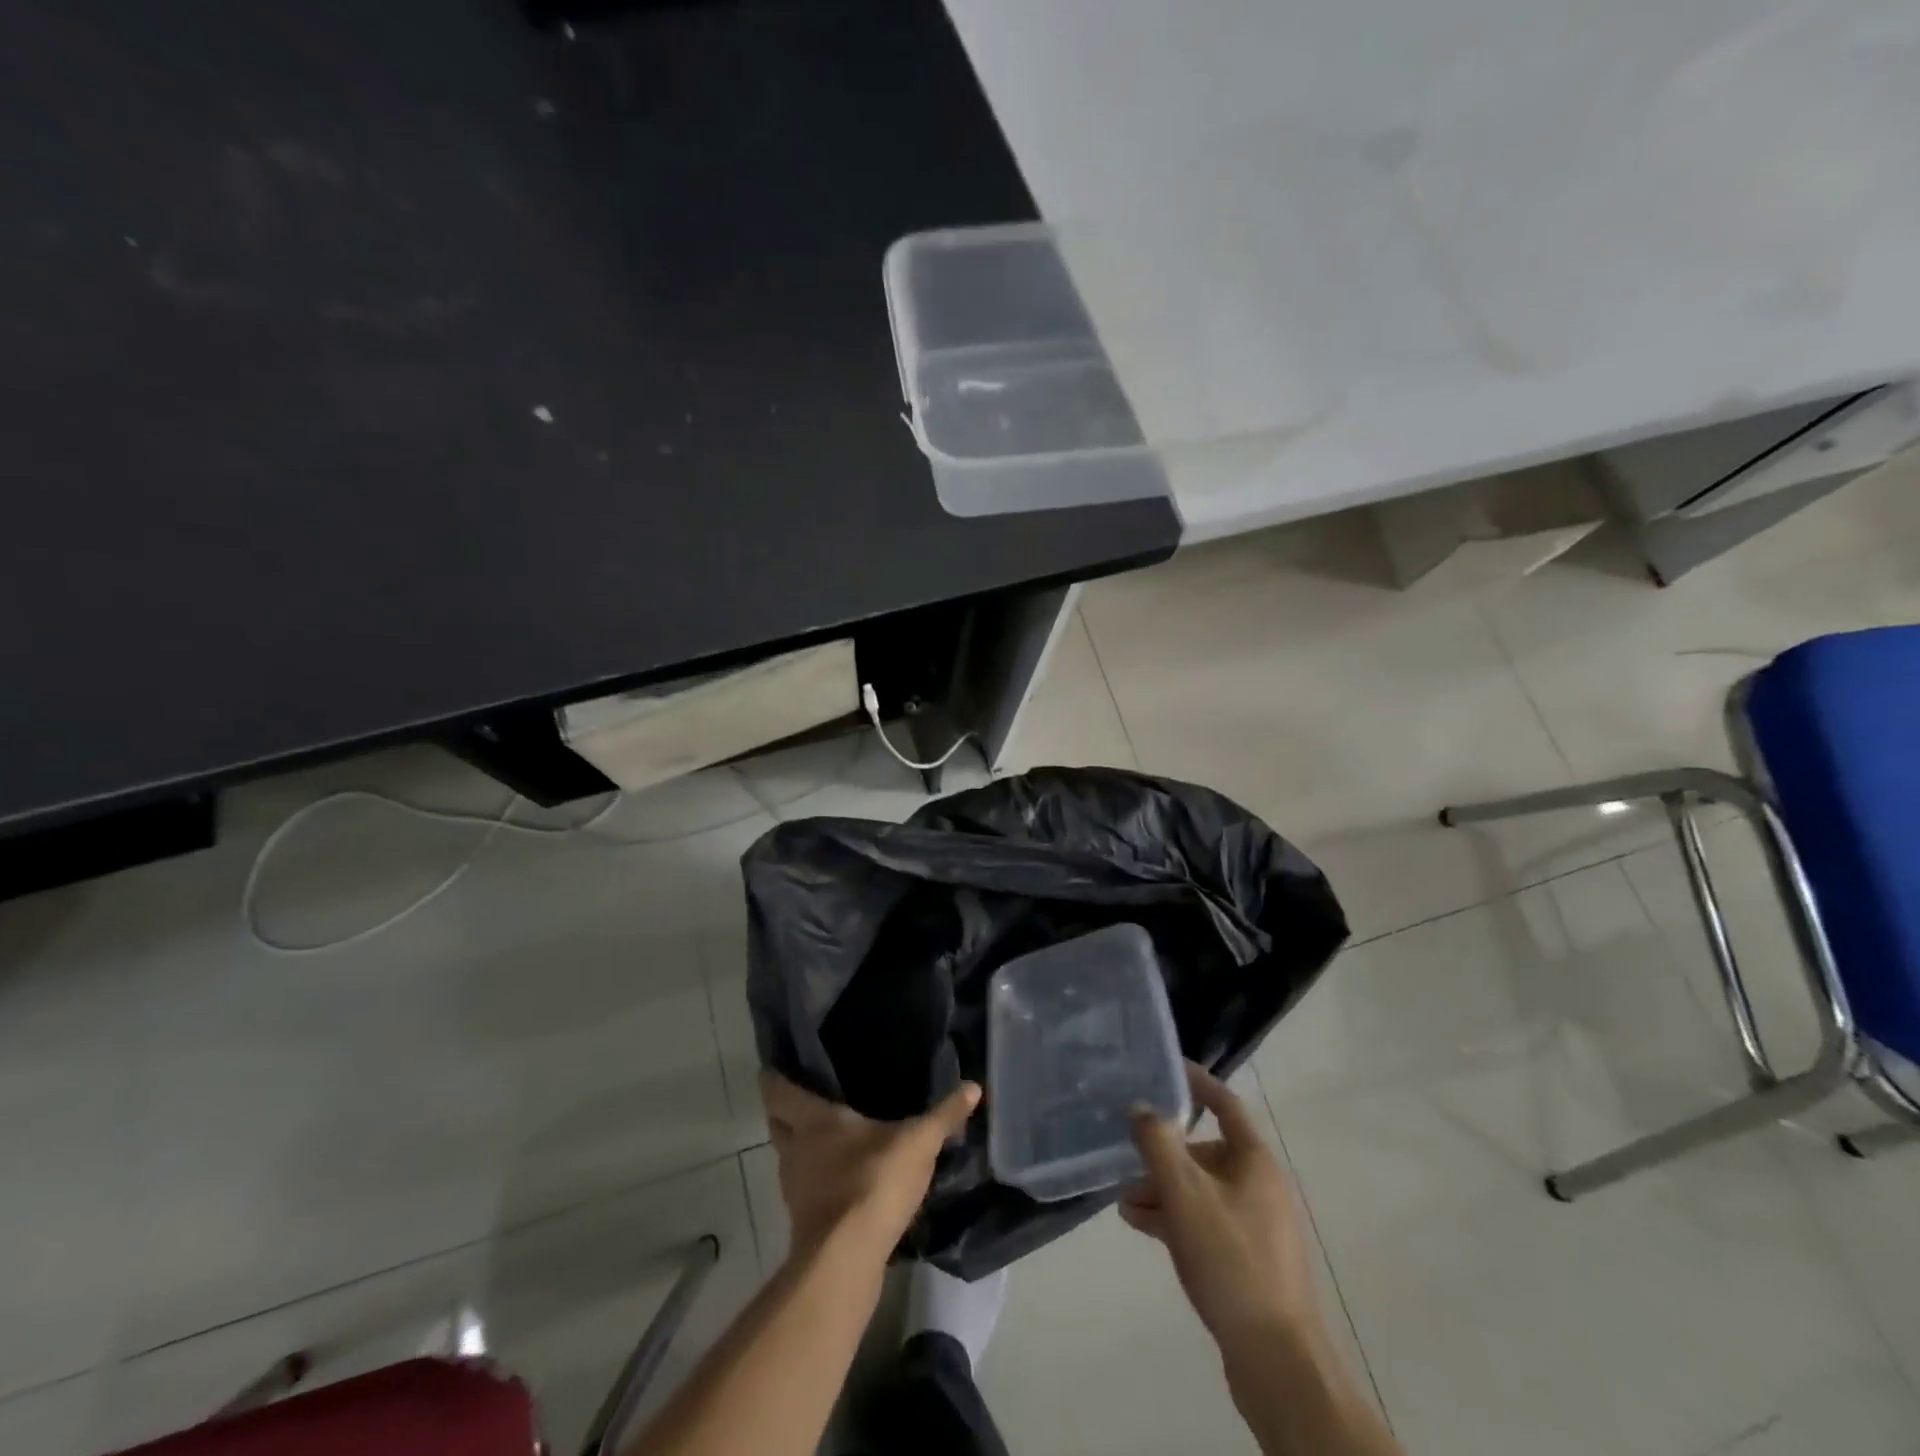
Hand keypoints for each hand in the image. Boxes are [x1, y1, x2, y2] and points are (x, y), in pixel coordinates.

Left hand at [762, 1072, 979, 1256]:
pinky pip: (805, 1189)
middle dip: (784, 1112)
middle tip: (804, 1098)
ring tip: (827, 1137)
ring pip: (789, 1158)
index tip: (776, 1066)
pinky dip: (816, 1180)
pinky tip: (840, 1179)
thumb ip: (944, 1115)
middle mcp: (795, 1149)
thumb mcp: (918, 1143)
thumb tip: (974, 1087)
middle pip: (777, 1123)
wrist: (847, 1259)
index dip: (774, 1078)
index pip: (778, 1091)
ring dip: (801, 1148)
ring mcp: (796, 1188)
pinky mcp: (805, 1221)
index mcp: (813, 1120)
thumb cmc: (874, 1180)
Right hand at [1121, 1064, 1320, 1351]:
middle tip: (1125, 1155)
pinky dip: (1174, 1216)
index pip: (1224, 1103)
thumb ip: (1158, 1143)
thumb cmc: (1230, 1260)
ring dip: (1162, 1188)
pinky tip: (1140, 1224)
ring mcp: (1254, 1223)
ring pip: (1199, 1188)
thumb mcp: (1184, 1194)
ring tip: (1123, 1199)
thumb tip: (1141, 1105)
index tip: (1163, 1066)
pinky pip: (1203, 1219)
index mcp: (1254, 1160)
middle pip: (1204, 1150)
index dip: (1196, 1081)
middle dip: (1162, 1153)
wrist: (1275, 1359)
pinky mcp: (1245, 1257)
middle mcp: (1258, 1184)